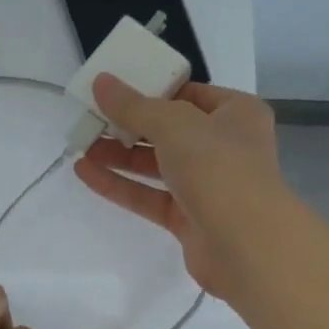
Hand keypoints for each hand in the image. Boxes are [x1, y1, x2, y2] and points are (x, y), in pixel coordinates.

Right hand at [73, 75, 288, 300]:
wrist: (247, 246)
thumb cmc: (219, 168)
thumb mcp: (174, 124)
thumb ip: (134, 105)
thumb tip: (101, 82)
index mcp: (236, 114)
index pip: (189, 94)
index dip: (152, 90)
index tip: (115, 89)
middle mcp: (224, 147)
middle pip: (169, 130)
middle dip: (128, 125)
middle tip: (89, 117)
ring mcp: (207, 186)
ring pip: (157, 165)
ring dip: (119, 155)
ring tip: (80, 144)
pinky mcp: (189, 219)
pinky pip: (149, 196)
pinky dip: (120, 185)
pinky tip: (86, 173)